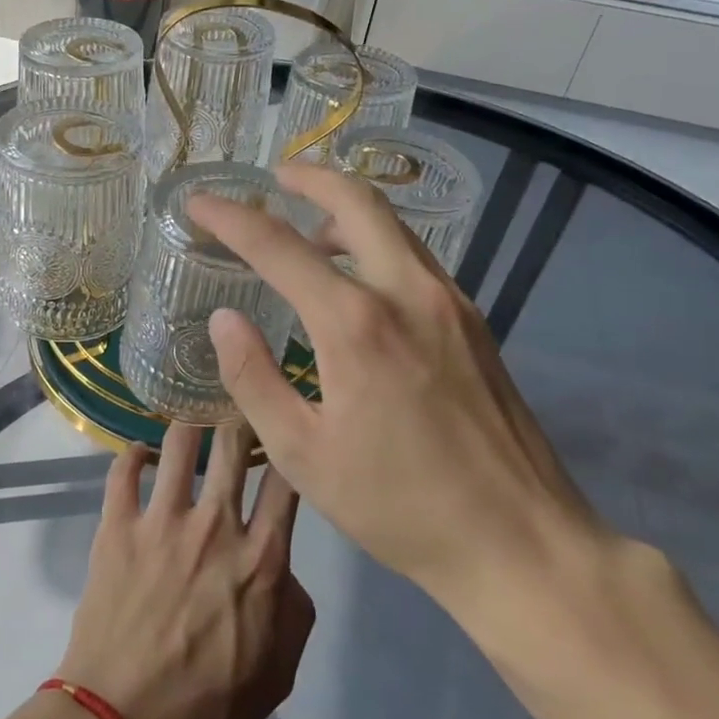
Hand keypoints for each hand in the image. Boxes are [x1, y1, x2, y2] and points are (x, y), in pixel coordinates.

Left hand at [56, 422, 314, 718]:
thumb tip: (283, 569)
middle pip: (234, 443)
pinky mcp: (117, 526)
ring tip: (190, 428)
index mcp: (262, 556)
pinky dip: (132, 455)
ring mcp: (161, 520)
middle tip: (237, 415)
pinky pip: (123, 470)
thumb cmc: (210, 705)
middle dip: (240, 419)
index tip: (285, 433)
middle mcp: (216, 524)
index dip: (289, 447)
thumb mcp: (281, 670)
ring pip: (179, 442)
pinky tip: (139, 455)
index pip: (286, 479)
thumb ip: (294, 608)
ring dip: (189, 428)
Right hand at [188, 163, 613, 647]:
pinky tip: (357, 278)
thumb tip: (225, 318)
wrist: (520, 541)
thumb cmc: (398, 506)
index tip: (198, 201)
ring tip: (309, 231)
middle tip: (273, 177)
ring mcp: (450, 303)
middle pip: (357, 201)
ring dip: (346, 210)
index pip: (279, 246)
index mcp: (356, 325)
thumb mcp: (302, 454)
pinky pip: (415, 257)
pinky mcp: (474, 322)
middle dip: (309, 178)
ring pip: (393, 225)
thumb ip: (253, 378)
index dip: (231, 218)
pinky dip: (377, 243)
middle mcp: (407, 293)